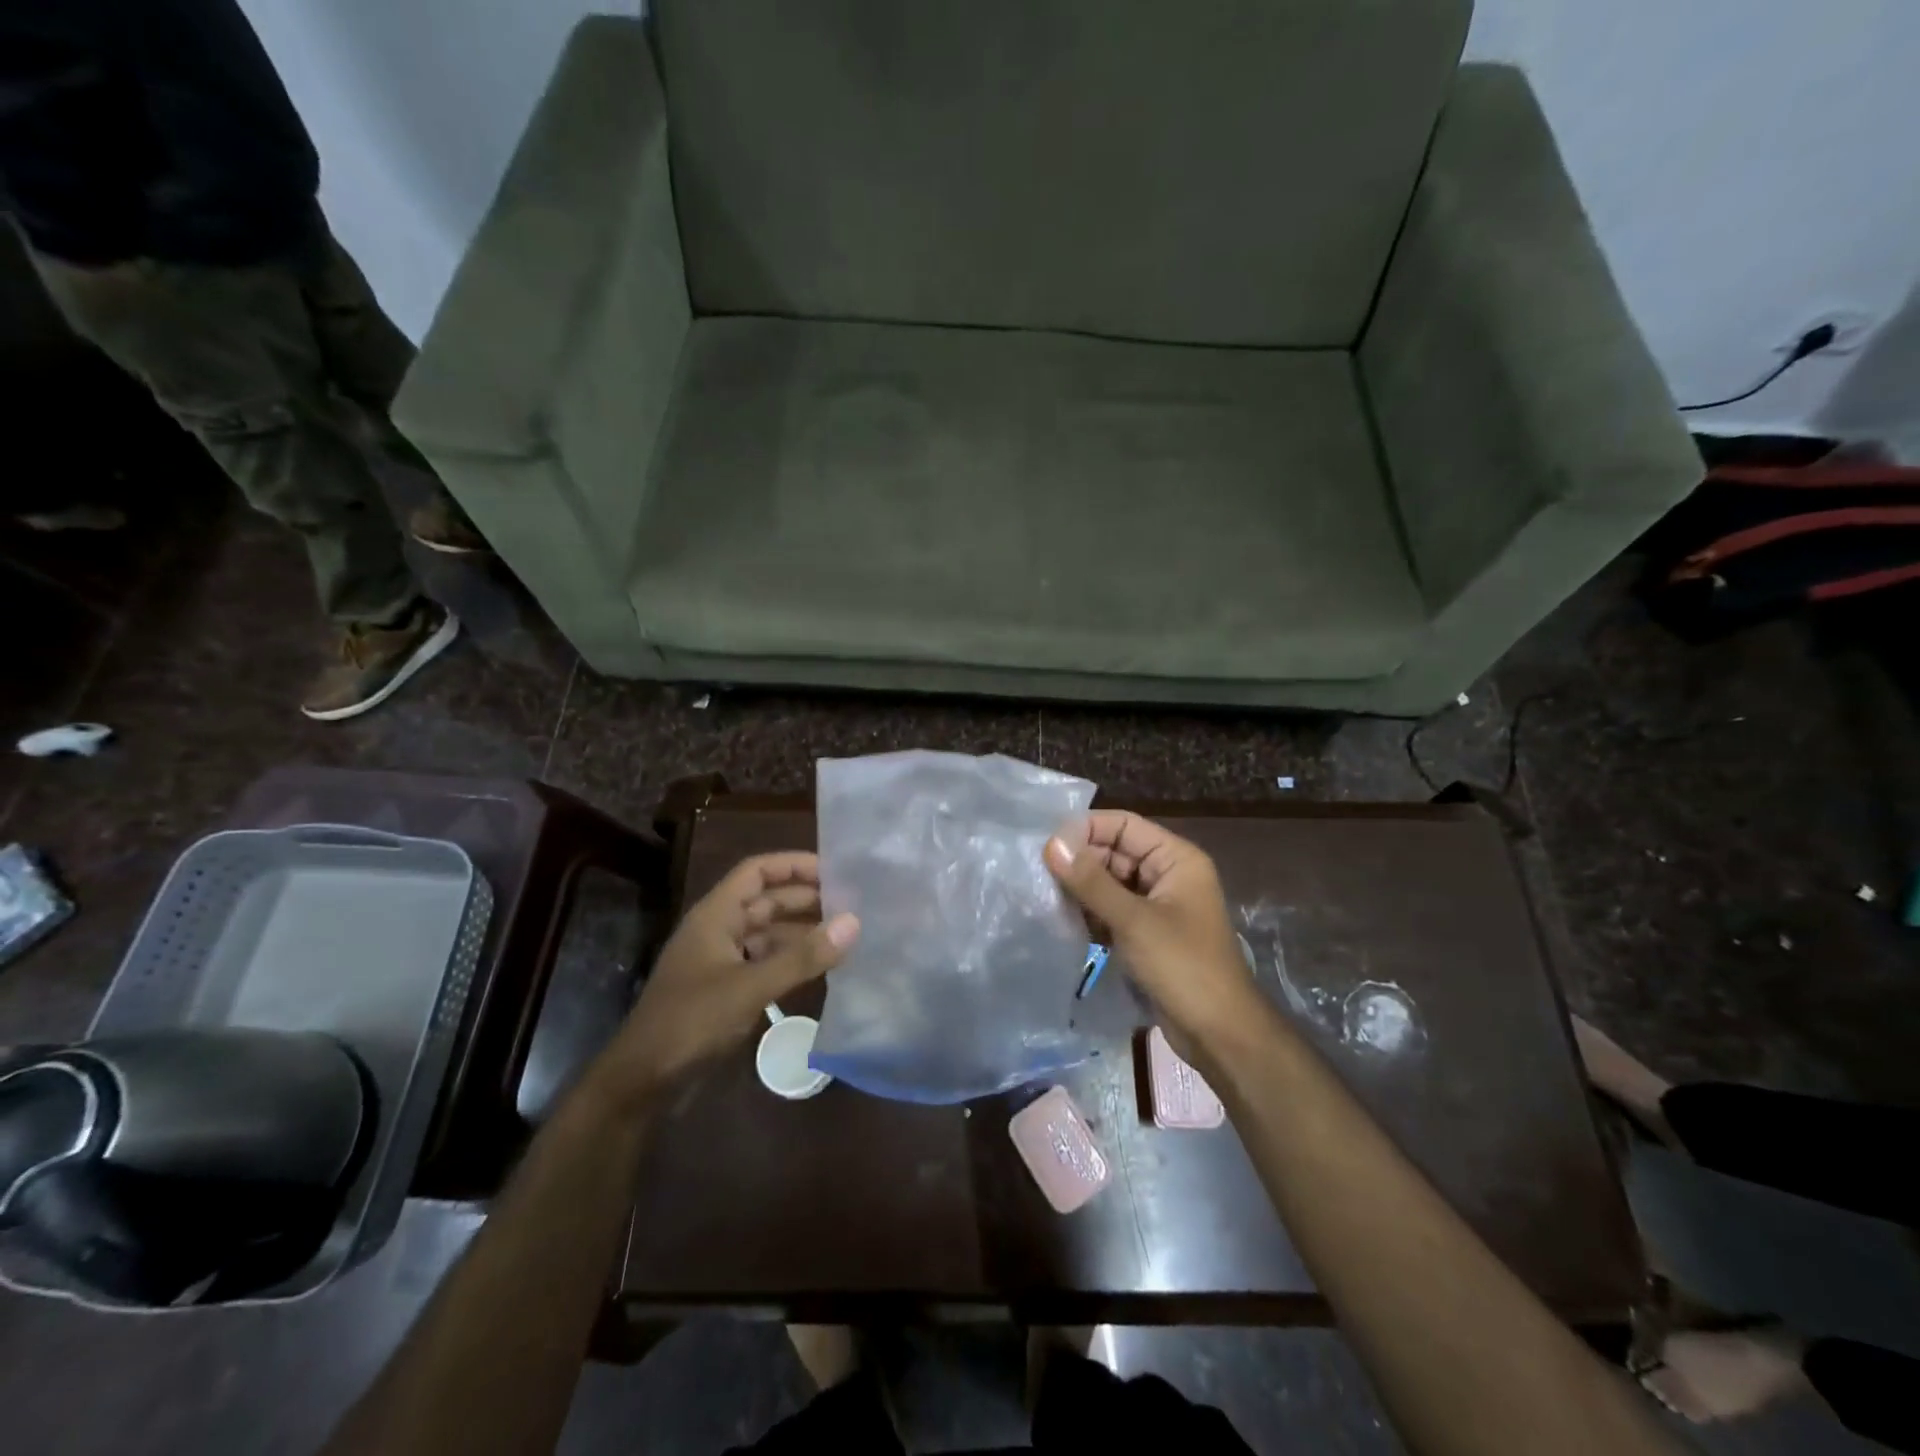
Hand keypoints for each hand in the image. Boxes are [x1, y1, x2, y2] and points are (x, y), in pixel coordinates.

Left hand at [593, 853, 858, 1101]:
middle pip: (766, 900)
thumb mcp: (750, 987)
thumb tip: (854, 921)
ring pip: (768, 933)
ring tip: (845, 934)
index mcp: (715, 915)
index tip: (835, 870)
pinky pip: (765, 962)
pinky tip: (820, 968)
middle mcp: (719, 930)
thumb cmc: (691, 1022)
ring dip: (802, 931)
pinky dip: (792, 960)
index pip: (757, 871)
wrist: (642, 1083)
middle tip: (853, 903)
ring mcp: (721, 961)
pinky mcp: (726, 990)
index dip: (793, 864)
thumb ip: (802, 956)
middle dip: (806, 898)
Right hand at [1044, 812, 1267, 1051]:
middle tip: (1039, 874)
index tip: (1048, 846)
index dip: (1086, 829)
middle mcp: (1167, 875)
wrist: (1219, 1034)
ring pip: (1110, 882)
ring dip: (1081, 888)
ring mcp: (1157, 905)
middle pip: (1115, 852)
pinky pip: (1112, 910)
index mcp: (1176, 859)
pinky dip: (1090, 912)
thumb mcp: (1133, 920)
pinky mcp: (1147, 933)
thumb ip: (1091, 881)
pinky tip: (1062, 920)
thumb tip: (1052, 844)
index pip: (1124, 825)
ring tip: (1045, 895)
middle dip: (1080, 861)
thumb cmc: (1183, 967)